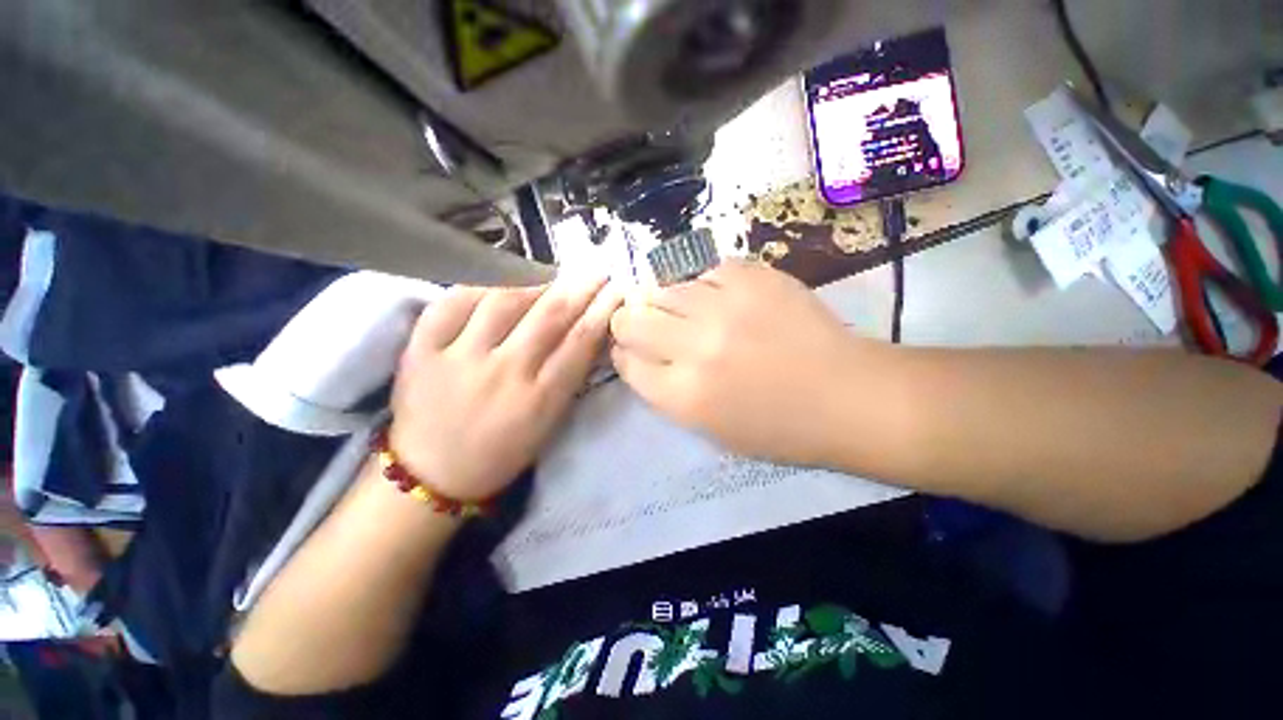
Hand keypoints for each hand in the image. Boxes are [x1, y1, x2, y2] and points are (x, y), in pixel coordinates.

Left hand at [390, 276, 620, 500]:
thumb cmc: (502, 453)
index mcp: (539, 399)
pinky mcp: (421, 351)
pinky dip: (479, 288)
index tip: (616, 289)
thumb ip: (567, 378)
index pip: (579, 342)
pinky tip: (496, 286)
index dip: (602, 310)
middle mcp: (503, 374)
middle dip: (579, 288)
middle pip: (549, 316)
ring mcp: (459, 359)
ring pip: (503, 301)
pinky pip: (453, 302)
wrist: (432, 476)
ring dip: (533, 285)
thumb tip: (586, 333)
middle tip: (594, 272)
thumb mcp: (548, 423)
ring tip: (547, 281)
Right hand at [610, 261, 875, 464]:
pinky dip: (705, 285)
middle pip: (632, 320)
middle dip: (630, 321)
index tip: (630, 348)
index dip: (623, 352)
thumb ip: (667, 392)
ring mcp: (725, 308)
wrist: (847, 397)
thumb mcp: (710, 429)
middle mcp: (695, 349)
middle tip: (647, 324)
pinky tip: (720, 298)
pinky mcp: (753, 279)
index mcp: (684, 396)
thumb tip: (640, 355)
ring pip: (665, 289)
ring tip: (686, 310)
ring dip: (666, 301)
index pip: (626, 362)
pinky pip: (706, 271)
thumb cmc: (779, 428)